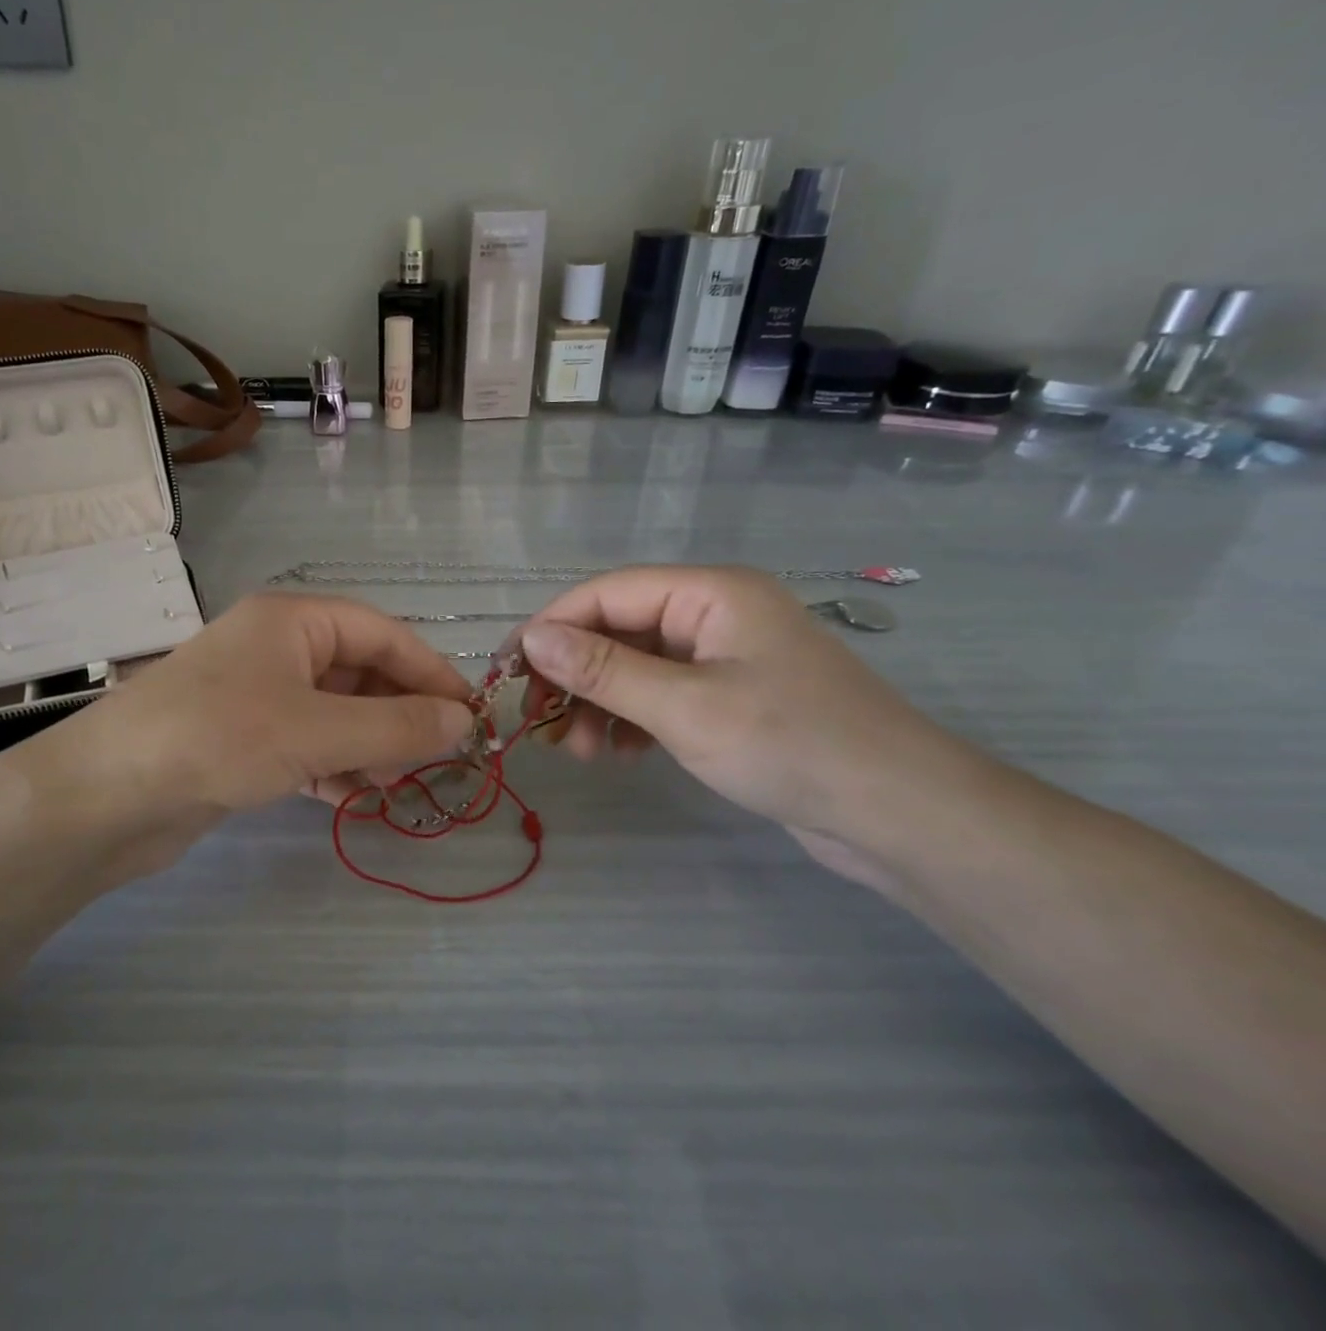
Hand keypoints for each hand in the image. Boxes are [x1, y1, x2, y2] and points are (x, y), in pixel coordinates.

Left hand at [23, 594, 475, 882]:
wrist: (107, 796)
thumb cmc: (219, 738)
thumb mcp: (317, 729)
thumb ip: (396, 726)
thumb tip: (464, 722)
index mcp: (294, 620)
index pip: (383, 635)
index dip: (431, 672)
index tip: (471, 716)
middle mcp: (277, 648)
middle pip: (361, 673)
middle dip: (399, 714)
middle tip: (435, 760)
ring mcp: (257, 695)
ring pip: (336, 712)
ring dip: (370, 744)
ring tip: (396, 783)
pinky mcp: (242, 740)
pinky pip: (307, 744)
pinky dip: (334, 766)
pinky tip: (353, 797)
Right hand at [516, 567, 966, 867]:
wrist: (901, 816)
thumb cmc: (790, 745)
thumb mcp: (683, 707)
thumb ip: (602, 670)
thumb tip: (530, 639)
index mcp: (709, 593)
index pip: (606, 594)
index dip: (551, 627)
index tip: (507, 671)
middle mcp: (713, 614)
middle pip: (617, 629)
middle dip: (575, 675)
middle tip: (540, 723)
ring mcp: (723, 657)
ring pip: (634, 666)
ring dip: (598, 703)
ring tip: (580, 752)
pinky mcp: (730, 697)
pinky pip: (660, 695)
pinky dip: (631, 720)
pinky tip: (619, 754)